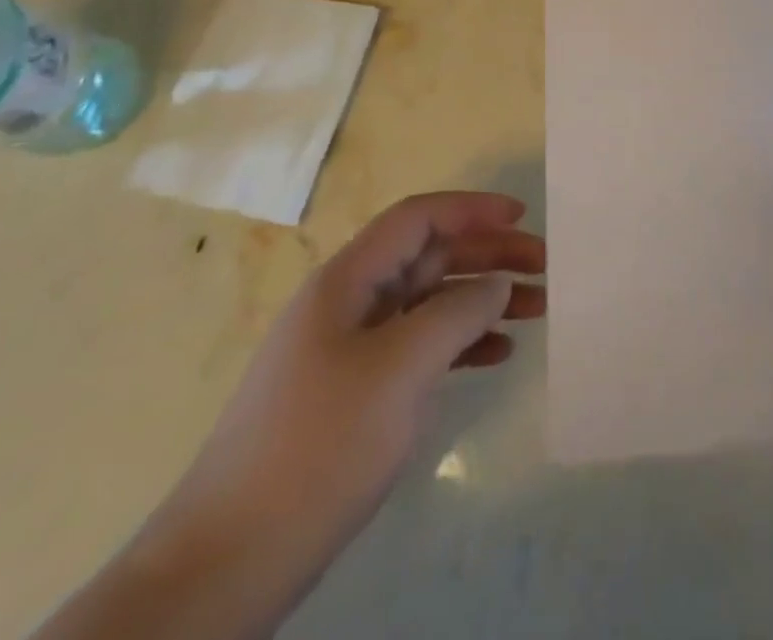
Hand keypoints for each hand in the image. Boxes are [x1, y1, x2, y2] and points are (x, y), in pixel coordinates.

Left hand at [35, 193, 543, 639]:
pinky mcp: (355, 395)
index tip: (522, 217)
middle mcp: (348, 304)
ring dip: (482, 300)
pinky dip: (461, 344)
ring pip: (429, 303)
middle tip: (545, 269)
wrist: (227, 563)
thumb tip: (496, 283)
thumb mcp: (400, 369)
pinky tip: (498, 356)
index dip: (472, 209)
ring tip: (536, 310)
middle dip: (488, 256)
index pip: (418, 218)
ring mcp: (349, 352)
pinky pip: (420, 349)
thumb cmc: (318, 445)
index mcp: (347, 282)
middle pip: (429, 258)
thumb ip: (457, 313)